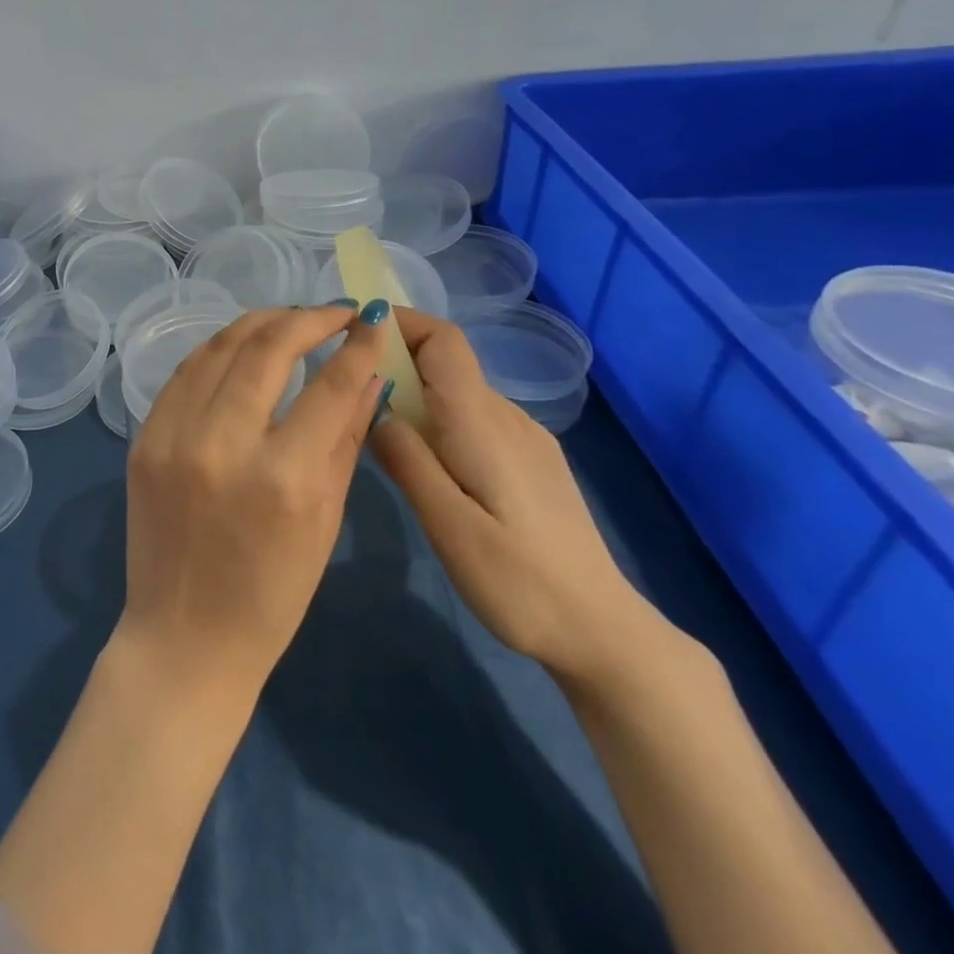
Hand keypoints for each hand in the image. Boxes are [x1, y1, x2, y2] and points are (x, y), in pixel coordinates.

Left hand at [120, 302, 390, 695]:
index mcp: (284, 478)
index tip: (371, 320)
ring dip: (260, 323)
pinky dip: (217, 350)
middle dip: (307, 318)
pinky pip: (185, 373)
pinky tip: (241, 346)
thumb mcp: (325, 520)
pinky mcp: (144, 438)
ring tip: (291, 319)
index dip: (357, 344)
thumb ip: (346, 438)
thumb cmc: (272, 596)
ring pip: (219, 348)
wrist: (184, 638)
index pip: (329, 384)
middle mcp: (223, 444)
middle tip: (333, 312)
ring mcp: (173, 437)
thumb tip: (369, 375)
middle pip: (267, 348)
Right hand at [366, 308, 655, 684]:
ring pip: (458, 392)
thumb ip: (408, 461)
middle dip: (396, 361)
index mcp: (481, 423)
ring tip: (380, 432)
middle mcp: (506, 417)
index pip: (443, 340)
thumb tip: (375, 407)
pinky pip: (475, 418)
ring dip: (416, 394)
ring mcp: (525, 438)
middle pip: (446, 362)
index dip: (401, 322)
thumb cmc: (519, 582)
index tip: (357, 333)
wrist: (603, 632)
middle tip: (351, 394)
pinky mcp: (532, 461)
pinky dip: (439, 419)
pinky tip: (428, 464)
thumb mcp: (448, 526)